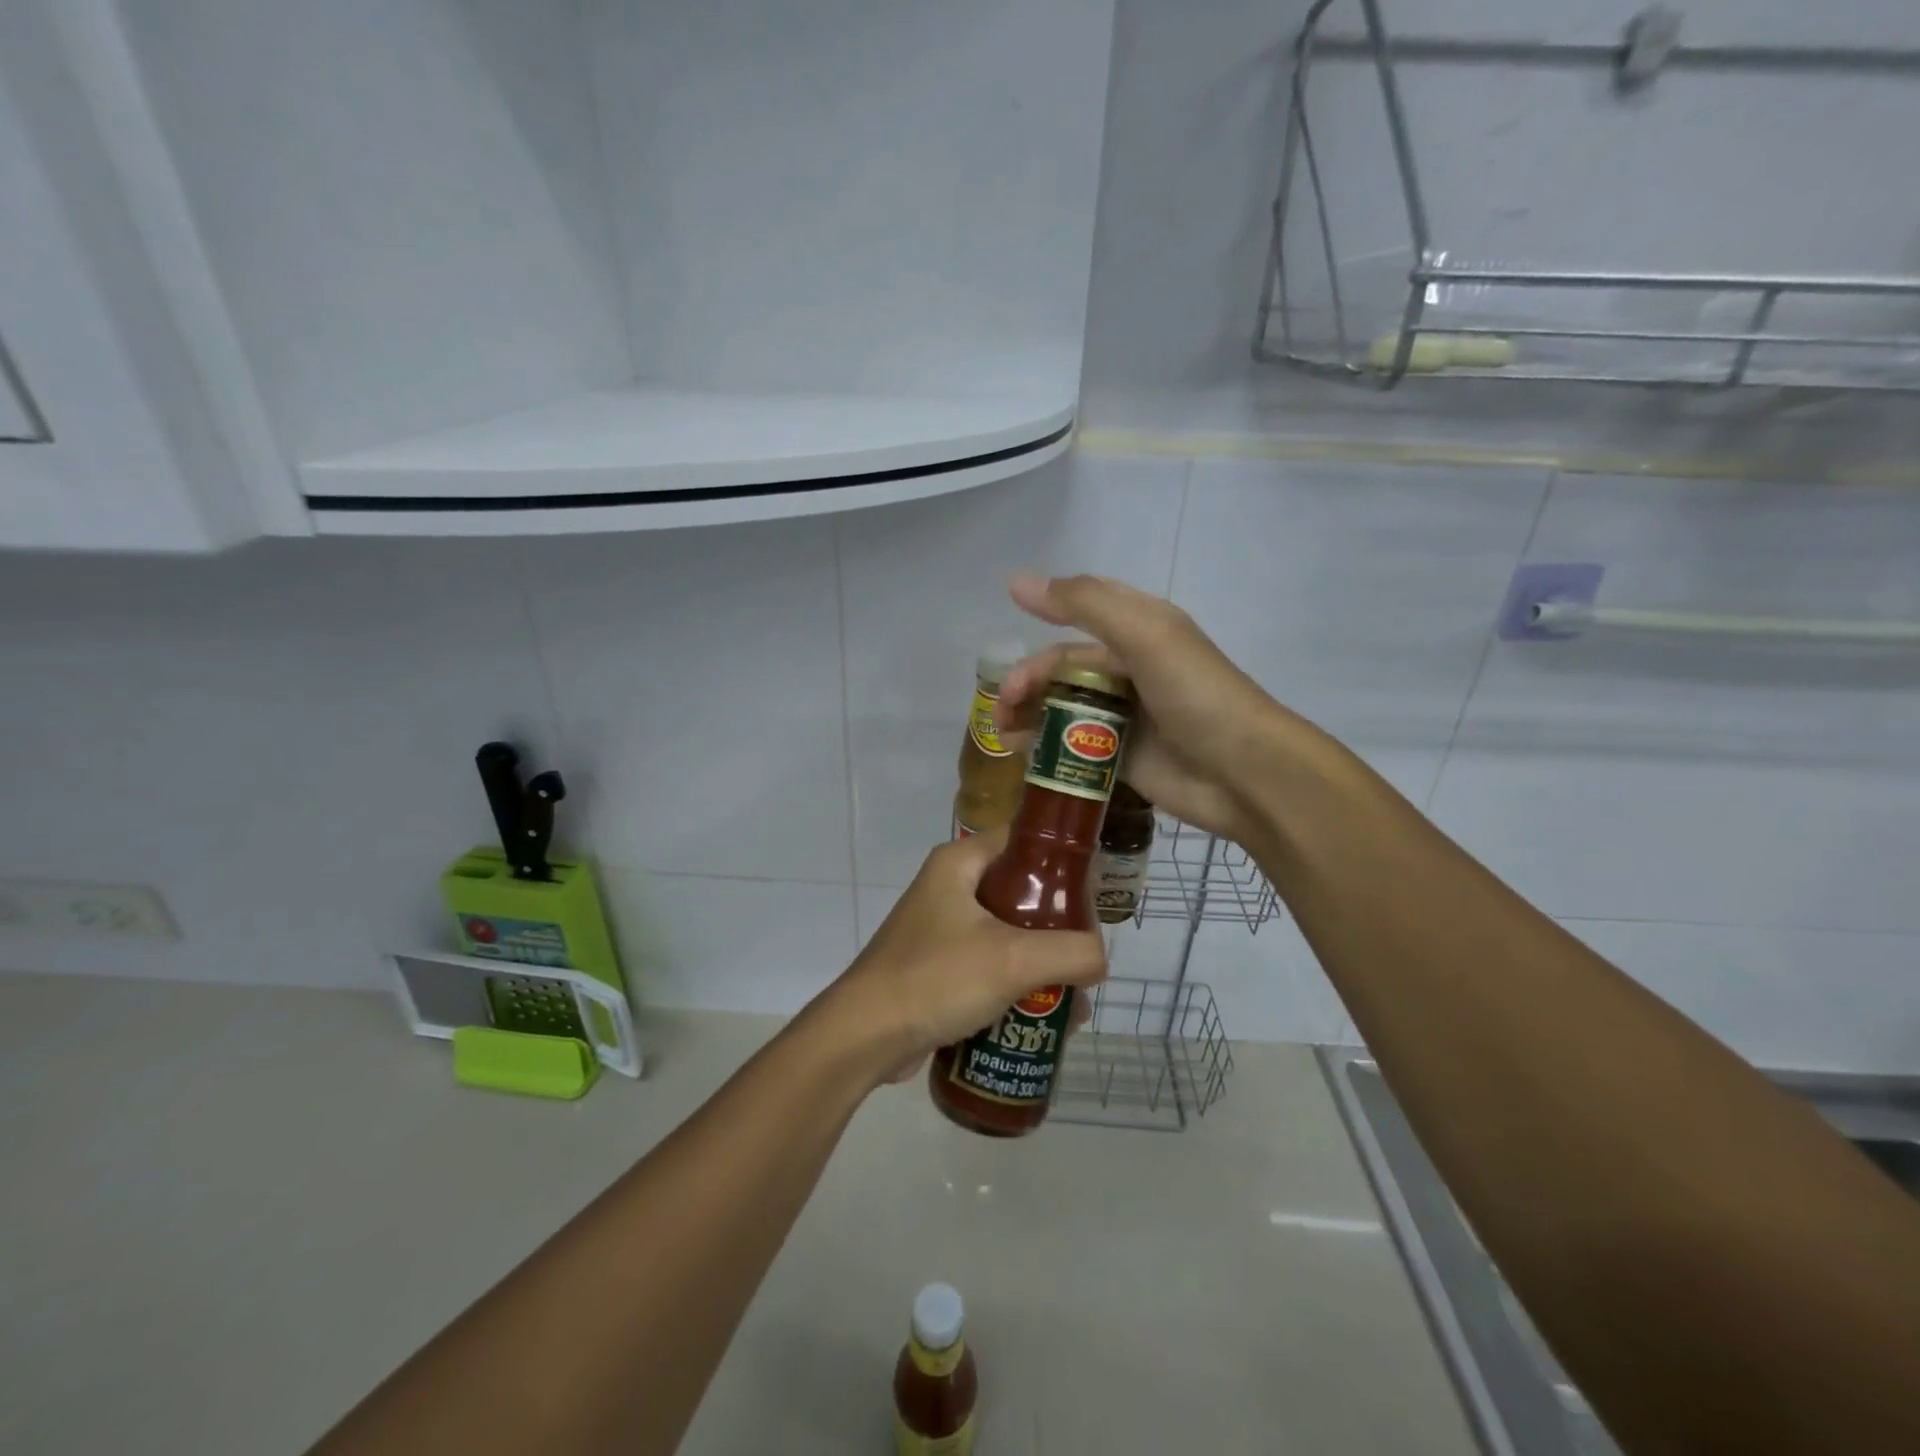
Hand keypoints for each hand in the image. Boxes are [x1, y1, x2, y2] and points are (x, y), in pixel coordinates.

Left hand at [820, 830, 1106, 1084]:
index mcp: (960, 863)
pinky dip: (1016, 983)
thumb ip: (1070, 952)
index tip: (1095, 894)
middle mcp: (950, 886)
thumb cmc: (937, 978)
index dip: (1063, 861)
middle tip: (1087, 956)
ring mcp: (941, 927)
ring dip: (1041, 962)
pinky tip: (1041, 1017)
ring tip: (1073, 1000)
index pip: (1023, 840)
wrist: (866, 1036)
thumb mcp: (1013, 959)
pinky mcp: (938, 965)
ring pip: (1008, 932)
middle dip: (1058, 926)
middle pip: (1021, 891)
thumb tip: (1099, 958)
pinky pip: (989, 963)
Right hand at [998, 573, 1291, 845]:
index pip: (1083, 610)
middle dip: (1029, 680)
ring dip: (1029, 715)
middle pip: (1064, 667)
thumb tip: (1017, 581)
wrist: (1244, 773)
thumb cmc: (1196, 695)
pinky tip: (1022, 756)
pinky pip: (1072, 748)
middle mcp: (1130, 669)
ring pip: (1063, 708)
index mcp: (1140, 630)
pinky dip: (1044, 749)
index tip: (1009, 623)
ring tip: (1004, 734)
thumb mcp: (1144, 635)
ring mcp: (1124, 716)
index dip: (1045, 613)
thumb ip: (1084, 604)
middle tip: (1004, 707)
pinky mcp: (1120, 758)